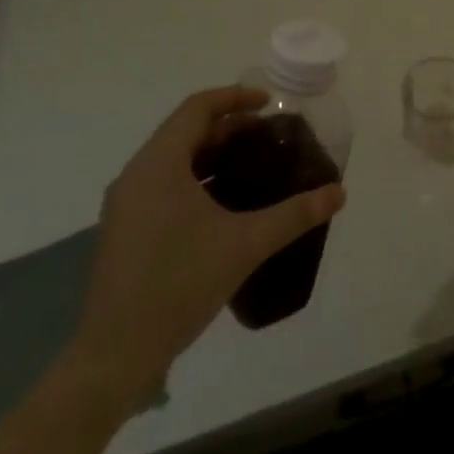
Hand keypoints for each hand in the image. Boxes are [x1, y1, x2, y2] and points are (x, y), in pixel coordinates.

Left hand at [68, 86, 346, 405]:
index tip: (269, 104)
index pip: (197, 108)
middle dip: (229, 128)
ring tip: (253, 165)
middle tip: (269, 137)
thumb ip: (294, 215)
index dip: (235, 98)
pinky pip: (164, 185)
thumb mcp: (245, 245)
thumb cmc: (179, 284)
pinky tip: (224, 205)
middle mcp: (137, 174)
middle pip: (186, 131)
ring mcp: (126, 204)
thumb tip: (338, 192)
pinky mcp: (125, 230)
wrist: (115, 355)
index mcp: (159, 163)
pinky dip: (196, 179)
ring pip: (174, 160)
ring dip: (212, 154)